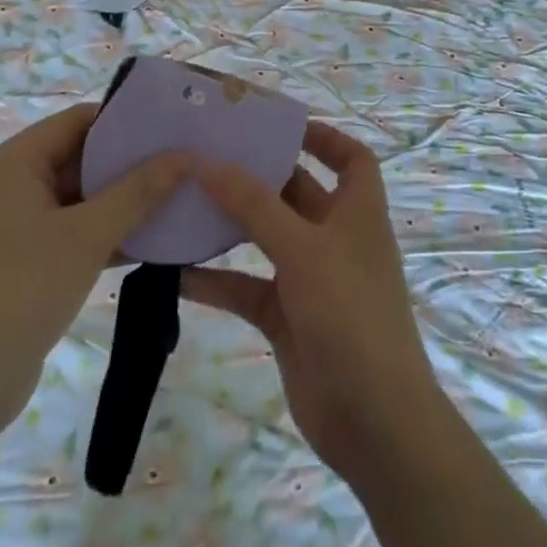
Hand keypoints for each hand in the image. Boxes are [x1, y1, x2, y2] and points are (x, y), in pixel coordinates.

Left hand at [0, 104, 187, 442]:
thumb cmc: (22, 290)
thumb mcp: (88, 235)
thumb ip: (139, 191)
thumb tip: (186, 156)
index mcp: (13, 163)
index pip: (78, 121)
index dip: (125, 121)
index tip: (172, 127)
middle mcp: (9, 185)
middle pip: (79, 157)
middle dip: (130, 163)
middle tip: (183, 164)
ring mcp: (14, 226)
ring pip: (79, 198)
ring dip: (123, 201)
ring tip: (178, 197)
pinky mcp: (23, 261)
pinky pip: (72, 231)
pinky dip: (106, 233)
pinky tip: (152, 241)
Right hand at [182, 121, 446, 478]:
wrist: (372, 421)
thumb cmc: (350, 314)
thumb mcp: (303, 249)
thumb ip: (255, 205)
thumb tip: (207, 162)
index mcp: (357, 212)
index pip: (351, 158)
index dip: (323, 136)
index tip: (277, 124)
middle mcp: (335, 238)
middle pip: (297, 192)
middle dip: (259, 174)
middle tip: (209, 152)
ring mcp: (310, 279)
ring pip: (266, 239)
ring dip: (231, 224)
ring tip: (185, 200)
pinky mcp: (287, 318)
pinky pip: (246, 287)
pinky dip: (217, 280)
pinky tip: (175, 272)